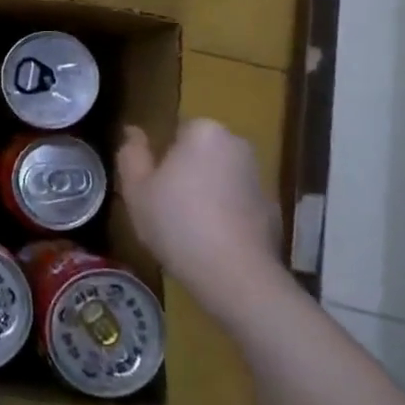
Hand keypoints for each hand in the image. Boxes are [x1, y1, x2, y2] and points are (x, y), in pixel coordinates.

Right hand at [116, 120, 289, 322]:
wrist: (234, 274)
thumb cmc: (176, 222)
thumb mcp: (135, 188)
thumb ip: (131, 154)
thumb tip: (133, 132)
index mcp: (204, 132)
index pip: (176, 129)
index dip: (160, 155)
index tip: (150, 182)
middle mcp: (237, 145)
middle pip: (200, 152)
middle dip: (185, 170)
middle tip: (162, 203)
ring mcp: (259, 177)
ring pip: (220, 176)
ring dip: (205, 192)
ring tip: (184, 225)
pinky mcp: (273, 209)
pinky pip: (238, 203)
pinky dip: (225, 214)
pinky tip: (209, 240)